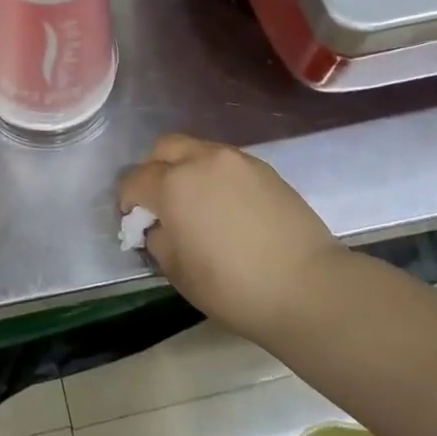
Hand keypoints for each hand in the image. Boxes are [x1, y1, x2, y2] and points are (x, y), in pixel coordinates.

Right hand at [120, 134, 340, 346]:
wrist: (308, 287)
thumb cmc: (233, 286)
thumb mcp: (178, 271)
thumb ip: (158, 238)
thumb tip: (158, 225)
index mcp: (173, 184)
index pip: (134, 180)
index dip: (128, 201)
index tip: (135, 223)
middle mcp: (201, 160)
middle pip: (164, 148)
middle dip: (154, 170)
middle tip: (162, 202)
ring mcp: (236, 160)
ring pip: (197, 150)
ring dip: (186, 169)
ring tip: (198, 203)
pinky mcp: (264, 168)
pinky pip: (226, 162)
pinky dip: (216, 175)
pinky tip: (228, 206)